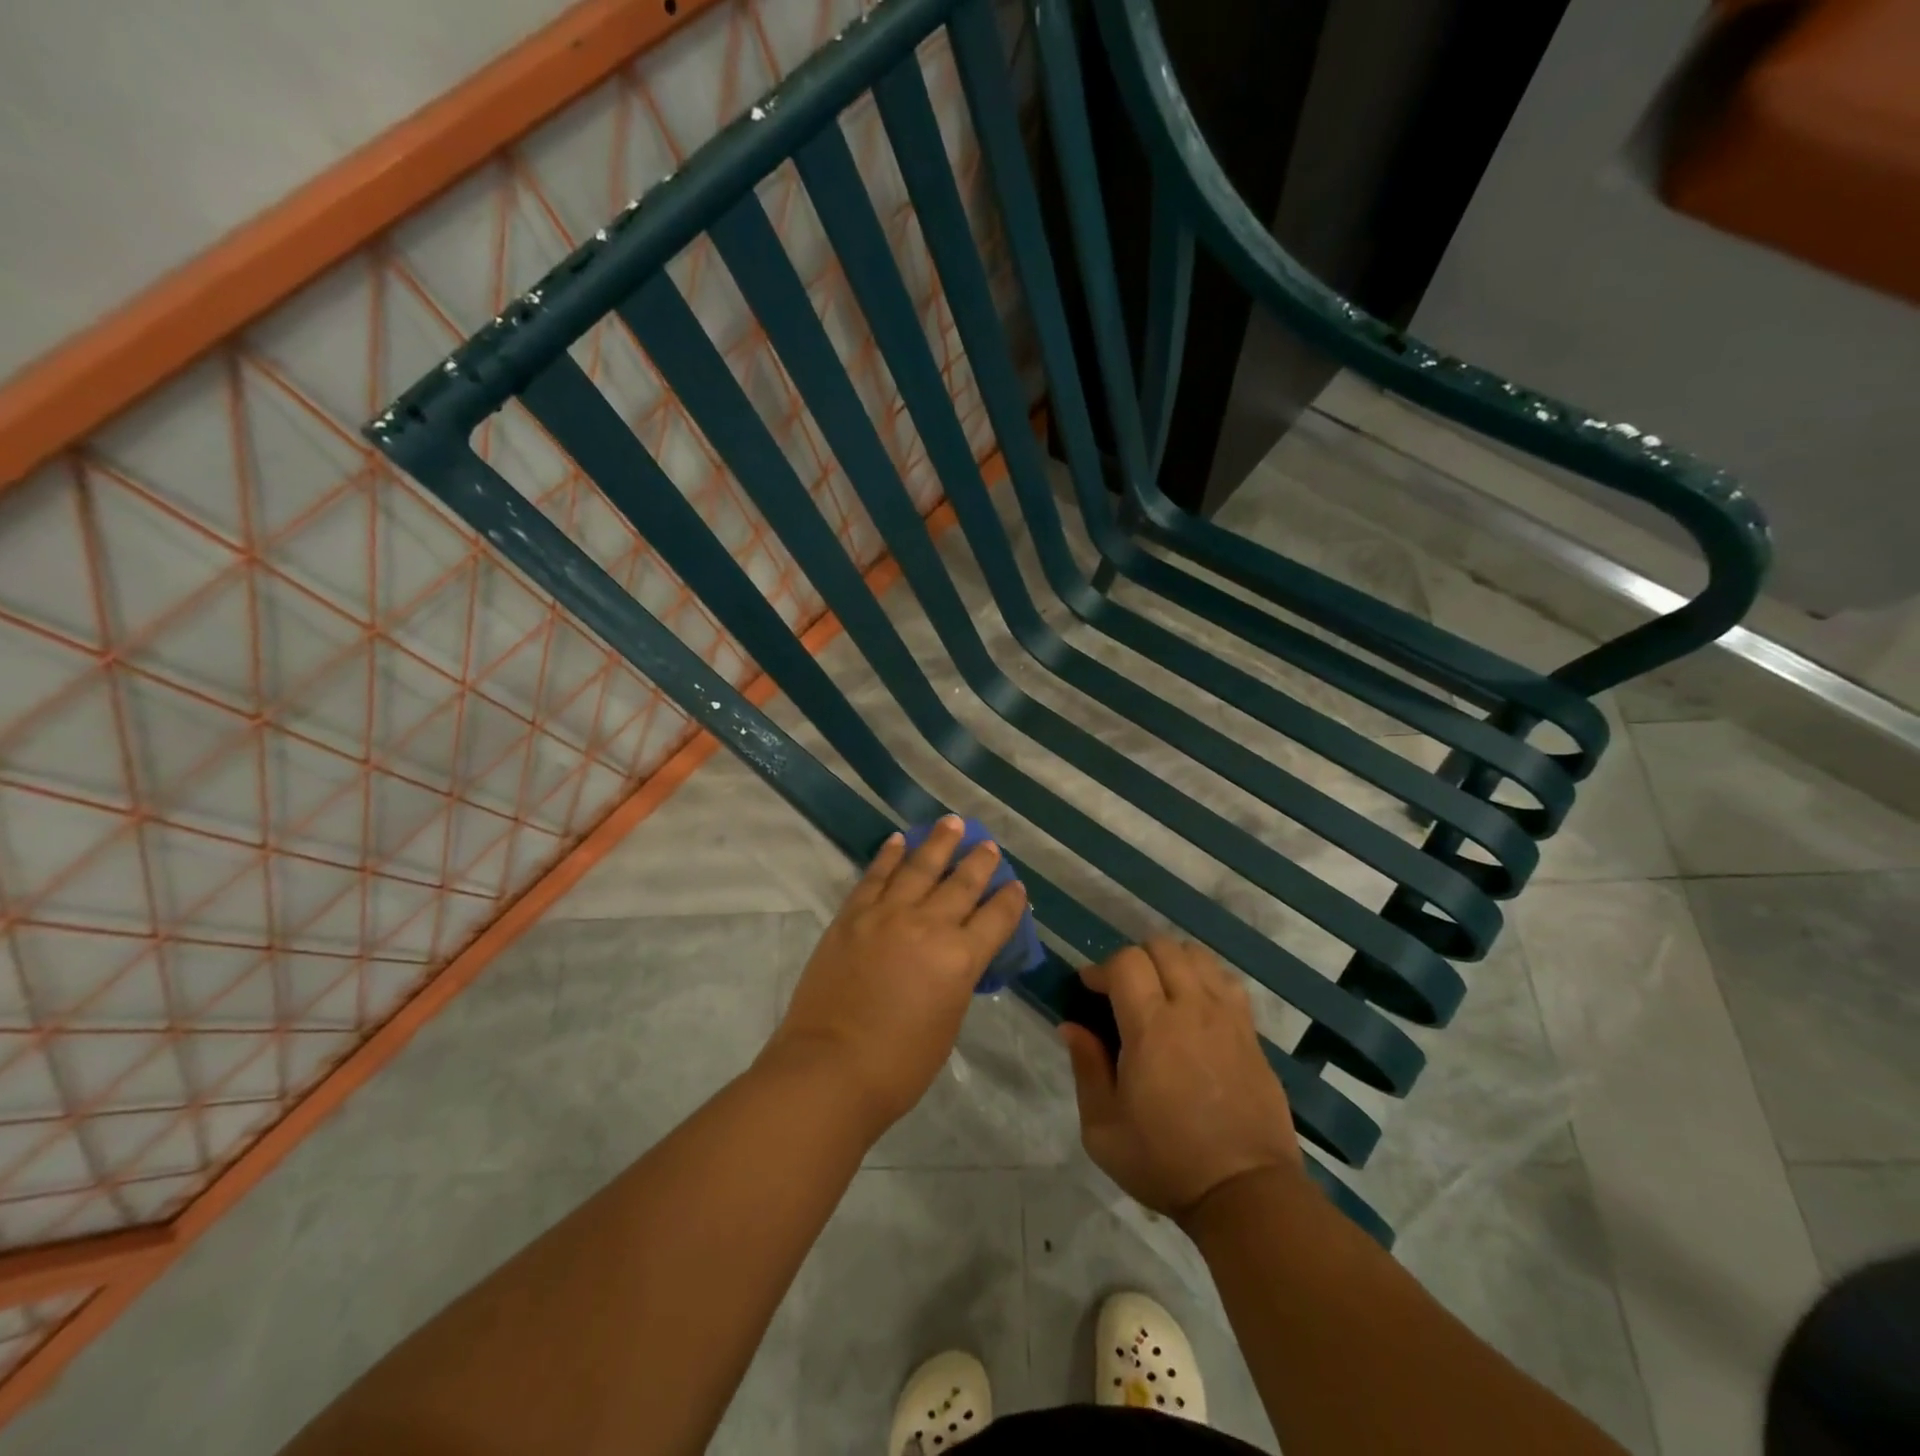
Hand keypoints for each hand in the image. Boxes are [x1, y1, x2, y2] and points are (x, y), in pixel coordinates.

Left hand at [764, 817, 1027, 1136]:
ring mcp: (887, 915)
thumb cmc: (899, 1065)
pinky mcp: (853, 915)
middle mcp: (929, 925)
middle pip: (962, 883)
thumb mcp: (948, 1023)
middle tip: (988, 845)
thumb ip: (957, 980)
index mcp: (960, 958)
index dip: (1010, 900)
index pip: (996, 918)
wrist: (830, 1068)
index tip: (1016, 886)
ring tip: (952, 823)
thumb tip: (957, 958)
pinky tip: (898, 841)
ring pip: (920, 866)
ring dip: (939, 842)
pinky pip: (875, 876)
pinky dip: (888, 855)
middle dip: (980, 862)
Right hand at [1060, 938, 1304, 1223]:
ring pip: (1198, 956)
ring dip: (1172, 963)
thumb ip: (1086, 1069)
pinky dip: (1205, 979)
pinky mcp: (1251, 1033)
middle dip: (1135, 959)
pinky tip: (1195, 1008)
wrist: (1245, 1193)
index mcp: (1151, 1028)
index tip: (1089, 990)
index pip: (1126, 962)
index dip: (1102, 969)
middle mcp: (1191, 1009)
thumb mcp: (1103, 1129)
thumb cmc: (1165, 1162)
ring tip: (1160, 993)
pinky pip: (1227, 981)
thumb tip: (1072, 1026)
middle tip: (1123, 992)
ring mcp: (1227, 1017)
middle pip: (1162, 947)